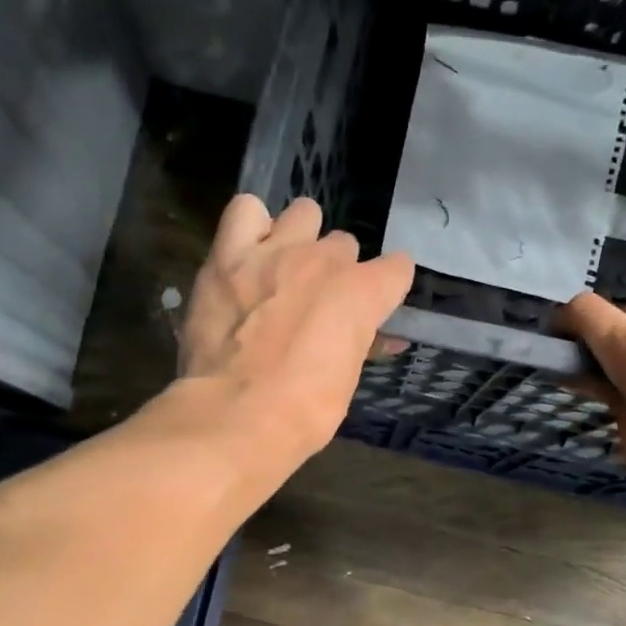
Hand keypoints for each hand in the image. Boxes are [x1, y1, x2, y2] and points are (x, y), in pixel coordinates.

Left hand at [180, 195, 413, 457]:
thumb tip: (380, 338)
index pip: (397, 269)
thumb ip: (361, 345)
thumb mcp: (346, 381)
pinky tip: (247, 255)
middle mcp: (324, 260)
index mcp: (361, 294)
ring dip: (300, 238)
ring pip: (303, 214)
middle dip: (336, 270)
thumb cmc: (303, 412)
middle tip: (317, 302)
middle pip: (343, 245)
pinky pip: (246, 211)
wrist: (237, 415)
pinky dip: (251, 227)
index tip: (375, 308)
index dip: (387, 289)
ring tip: (282, 269)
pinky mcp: (228, 255)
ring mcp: (275, 251)